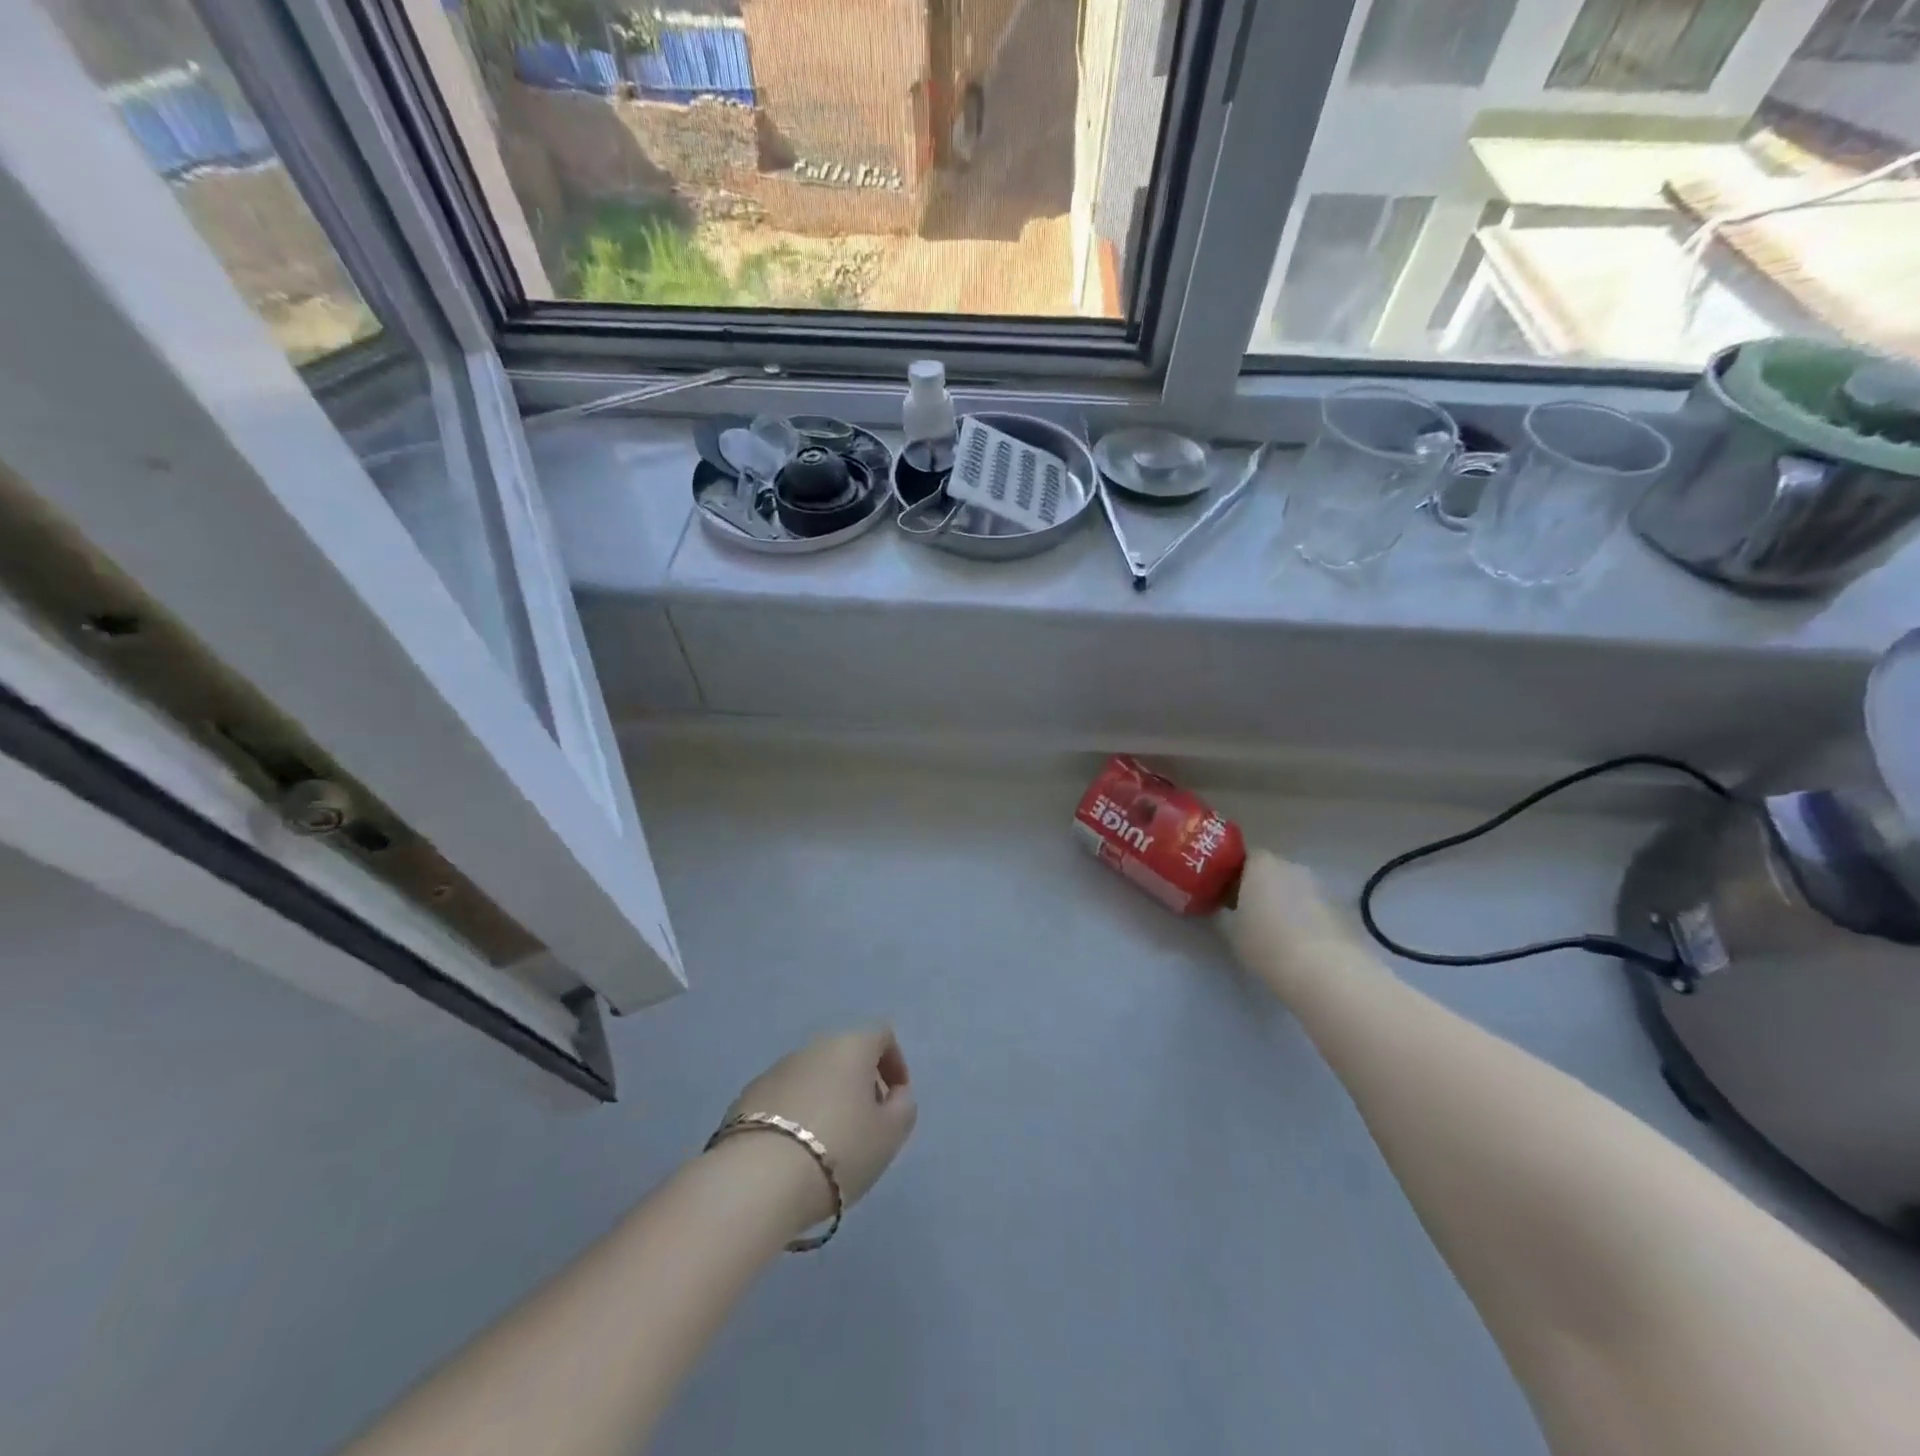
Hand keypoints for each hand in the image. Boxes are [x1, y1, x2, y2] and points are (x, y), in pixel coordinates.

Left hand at [720, 1026, 917, 1231]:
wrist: (758, 1180)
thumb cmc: (839, 1150)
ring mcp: (775, 1070)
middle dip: (859, 1084)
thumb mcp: (889, 1135)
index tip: (896, 1100)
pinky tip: (795, 1152)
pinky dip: (796, 1116)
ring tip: (829, 1145)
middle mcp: (812, 1047)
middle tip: (866, 1125)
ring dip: (827, 1100)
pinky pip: (784, 1099)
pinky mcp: (745, 1098)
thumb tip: (894, 1094)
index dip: (895, 1063)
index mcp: (850, 1046)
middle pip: (845, 1055)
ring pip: (813, 1077)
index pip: (881, 1035)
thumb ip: (902, 1107)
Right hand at [1220, 849, 1364, 999]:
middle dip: (1262, 889)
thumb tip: (1221, 909)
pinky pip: (1315, 908)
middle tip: (1249, 915)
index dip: (1235, 876)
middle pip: (1272, 872)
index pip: (1244, 858)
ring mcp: (1320, 886)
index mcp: (1261, 864)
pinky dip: (1306, 919)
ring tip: (1276, 933)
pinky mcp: (1341, 909)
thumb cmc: (1266, 944)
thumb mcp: (1230, 931)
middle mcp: (1292, 866)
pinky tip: (1301, 944)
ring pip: (1295, 890)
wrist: (1325, 972)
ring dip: (1286, 904)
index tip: (1226, 897)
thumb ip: (1223, 913)